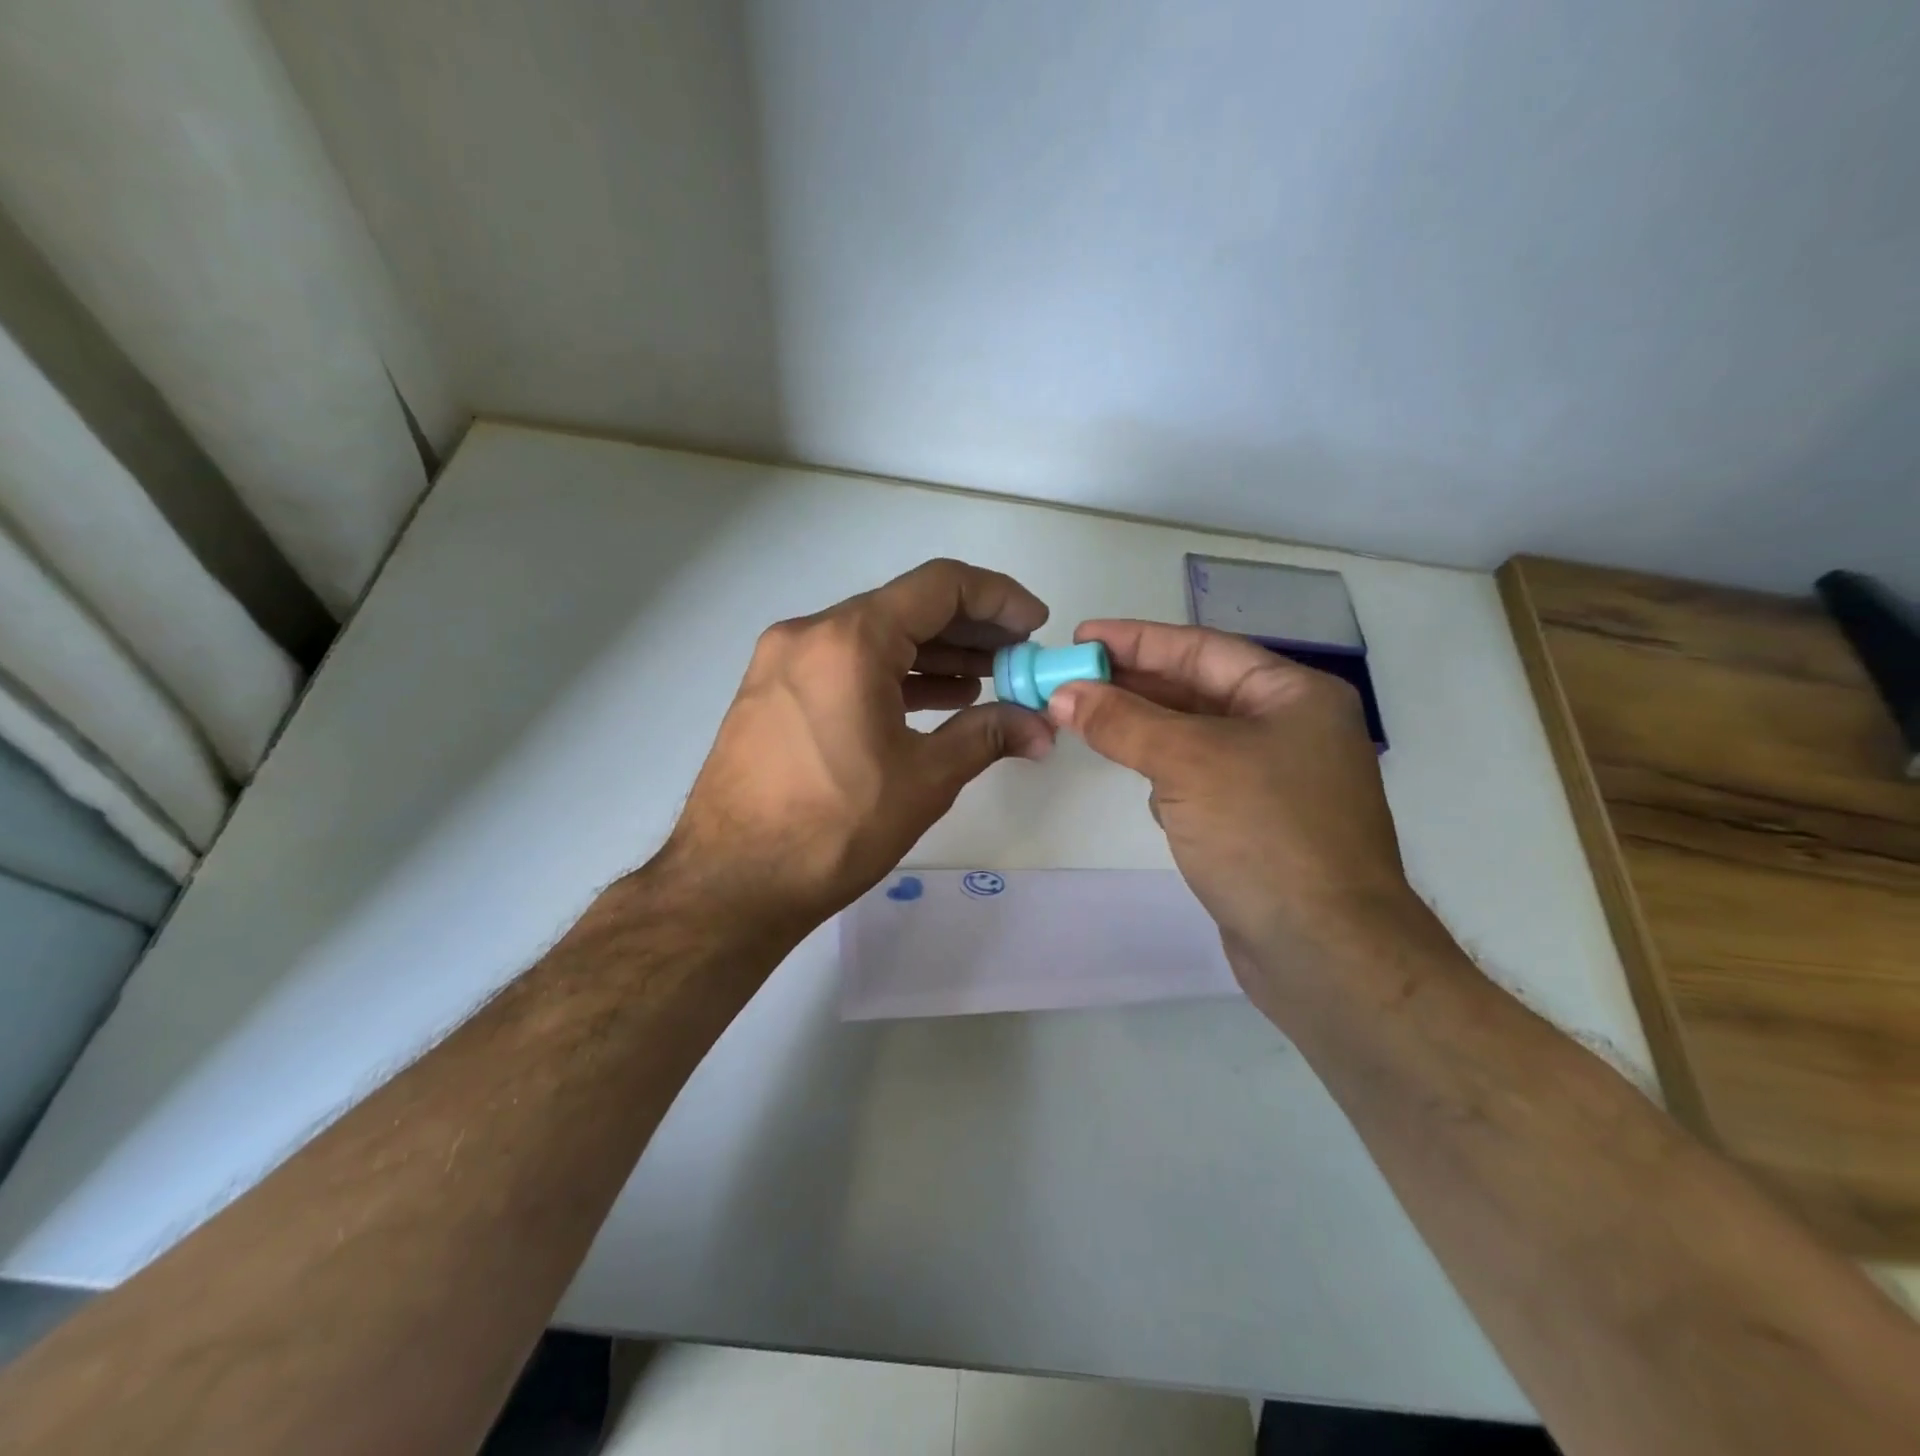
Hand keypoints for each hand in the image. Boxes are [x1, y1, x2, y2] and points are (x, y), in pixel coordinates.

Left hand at [657, 559, 1055, 933]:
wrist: (730, 884)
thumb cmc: (834, 828)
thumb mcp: (925, 779)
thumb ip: (988, 736)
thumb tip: (1040, 727)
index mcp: (850, 640)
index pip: (940, 586)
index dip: (999, 598)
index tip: (1036, 625)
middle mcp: (810, 634)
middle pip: (906, 608)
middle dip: (970, 630)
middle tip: (1017, 658)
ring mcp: (783, 661)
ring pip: (874, 638)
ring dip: (933, 654)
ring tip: (985, 680)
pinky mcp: (771, 692)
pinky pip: (844, 665)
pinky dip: (892, 675)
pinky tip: (932, 699)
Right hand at [1046, 620, 1423, 1004]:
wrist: (1325, 952)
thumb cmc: (1264, 834)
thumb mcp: (1187, 763)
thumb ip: (1122, 722)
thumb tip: (1064, 693)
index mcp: (1292, 695)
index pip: (1201, 649)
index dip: (1136, 640)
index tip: (1080, 638)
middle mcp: (1290, 728)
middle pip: (1197, 691)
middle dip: (1132, 686)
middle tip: (1069, 679)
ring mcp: (1277, 779)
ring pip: (1195, 738)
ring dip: (1146, 732)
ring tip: (1091, 724)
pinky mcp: (1258, 824)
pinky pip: (1200, 781)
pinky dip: (1168, 778)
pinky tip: (1146, 790)